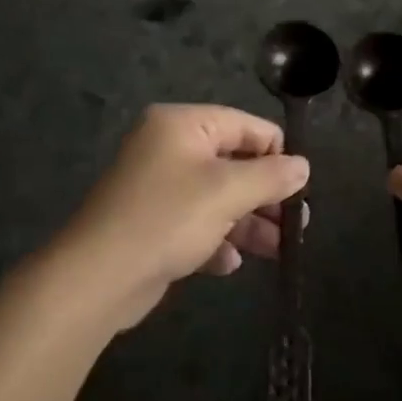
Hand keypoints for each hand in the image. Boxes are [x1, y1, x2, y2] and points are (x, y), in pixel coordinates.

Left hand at [58, 105, 309, 330]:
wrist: (98, 276)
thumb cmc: (167, 219)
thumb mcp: (227, 193)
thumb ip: (270, 176)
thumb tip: (303, 165)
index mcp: (181, 124)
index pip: (244, 125)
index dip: (276, 153)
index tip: (300, 188)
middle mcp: (168, 147)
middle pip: (231, 162)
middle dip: (264, 194)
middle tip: (296, 225)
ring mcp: (157, 186)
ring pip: (216, 197)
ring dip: (247, 222)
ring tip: (278, 251)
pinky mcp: (151, 222)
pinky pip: (194, 223)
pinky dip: (214, 239)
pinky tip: (228, 263)